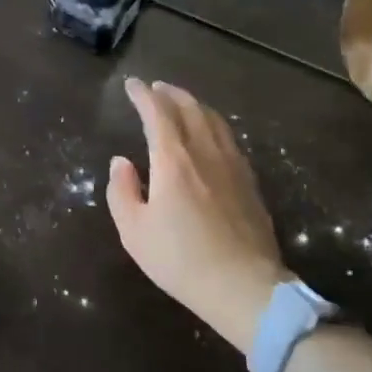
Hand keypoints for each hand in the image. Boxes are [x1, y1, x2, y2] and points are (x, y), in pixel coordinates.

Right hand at [107, 78, 285, 351]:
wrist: (244, 287)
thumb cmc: (181, 260)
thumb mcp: (134, 231)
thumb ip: (122, 190)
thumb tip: (121, 162)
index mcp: (174, 160)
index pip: (157, 112)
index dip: (143, 95)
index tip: (132, 84)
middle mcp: (205, 152)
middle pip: (190, 108)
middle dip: (170, 93)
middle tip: (156, 88)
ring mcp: (233, 165)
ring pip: (214, 120)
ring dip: (194, 105)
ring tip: (182, 104)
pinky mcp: (250, 182)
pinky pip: (229, 139)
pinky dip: (214, 125)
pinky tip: (211, 136)